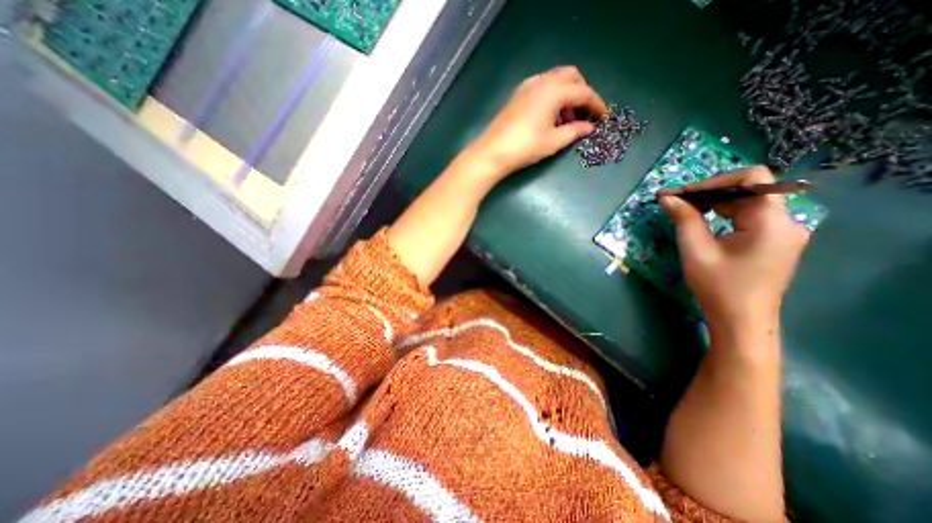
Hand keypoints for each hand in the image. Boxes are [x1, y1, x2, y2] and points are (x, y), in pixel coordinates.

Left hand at [462, 65, 608, 178]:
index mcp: (554, 90)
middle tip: (584, 114)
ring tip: (567, 119)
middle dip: (582, 92)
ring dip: (566, 94)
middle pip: (571, 76)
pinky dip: (552, 97)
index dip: (596, 104)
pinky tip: (550, 117)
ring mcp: (527, 86)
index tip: (604, 116)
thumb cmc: (525, 147)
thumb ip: (575, 131)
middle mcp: (542, 81)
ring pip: (555, 80)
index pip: (583, 92)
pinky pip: (542, 88)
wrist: (492, 152)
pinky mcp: (517, 95)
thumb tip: (589, 127)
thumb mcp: (553, 141)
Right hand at [659, 168, 813, 330]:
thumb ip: (684, 219)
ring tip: (682, 209)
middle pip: (747, 190)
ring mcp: (782, 231)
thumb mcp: (696, 250)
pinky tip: (701, 220)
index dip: (713, 180)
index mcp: (772, 222)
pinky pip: (747, 216)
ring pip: (746, 202)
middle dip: (708, 192)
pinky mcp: (773, 240)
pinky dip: (722, 213)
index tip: (682, 193)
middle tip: (673, 200)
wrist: (740, 320)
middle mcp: (785, 221)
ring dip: (713, 202)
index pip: (752, 179)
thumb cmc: (718, 287)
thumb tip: (668, 197)